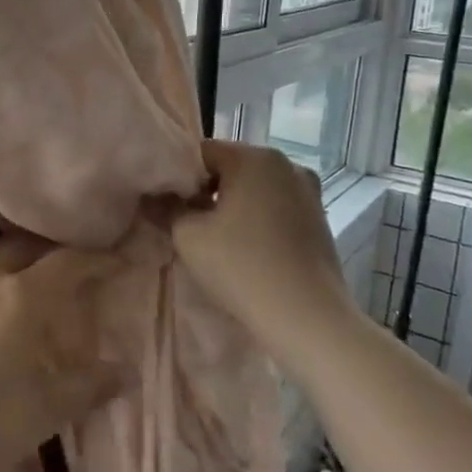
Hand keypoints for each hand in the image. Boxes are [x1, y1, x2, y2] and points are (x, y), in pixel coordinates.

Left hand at [0, 236, 132, 471]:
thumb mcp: (44, 412)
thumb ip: (88, 387)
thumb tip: (124, 371)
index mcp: (21, 295)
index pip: (69, 261)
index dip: (100, 259)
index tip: (123, 261)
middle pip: (29, 246)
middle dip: (57, 252)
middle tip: (79, 271)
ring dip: (23, 264)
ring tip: (37, 290)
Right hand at [169, 140, 352, 342]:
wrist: (308, 318)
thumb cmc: (242, 267)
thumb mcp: (188, 236)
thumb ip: (166, 207)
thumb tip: (152, 196)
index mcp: (253, 157)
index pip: (201, 152)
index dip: (178, 177)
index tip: (168, 206)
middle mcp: (285, 163)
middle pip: (230, 167)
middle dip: (206, 190)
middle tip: (187, 223)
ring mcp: (308, 191)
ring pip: (254, 187)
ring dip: (232, 204)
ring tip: (217, 239)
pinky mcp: (319, 218)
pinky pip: (275, 206)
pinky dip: (256, 218)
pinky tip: (247, 248)